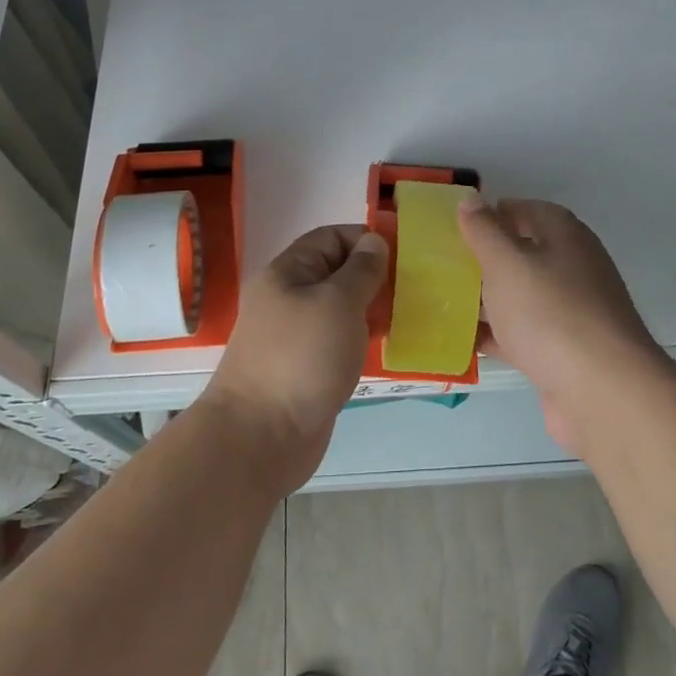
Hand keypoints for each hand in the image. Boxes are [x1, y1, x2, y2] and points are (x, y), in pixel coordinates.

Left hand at [199, 224, 387, 493]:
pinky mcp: (307, 367)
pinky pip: (339, 340)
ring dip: (372, 308)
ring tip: (409, 313)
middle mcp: (288, 298)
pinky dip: (362, 338)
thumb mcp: (338, 302)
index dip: (364, 240)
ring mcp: (296, 336)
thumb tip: (373, 241)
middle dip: (373, 275)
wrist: (261, 437)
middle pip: (336, 272)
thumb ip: (361, 270)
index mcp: (287, 273)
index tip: (403, 255)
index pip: (330, 238)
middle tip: (413, 286)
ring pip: (340, 308)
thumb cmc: (302, 358)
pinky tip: (389, 345)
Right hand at [457, 196, 670, 454]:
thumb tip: (471, 200)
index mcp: (565, 236)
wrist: (602, 392)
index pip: (526, 210)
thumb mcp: (507, 263)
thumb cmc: (550, 314)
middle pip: (523, 253)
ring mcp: (571, 312)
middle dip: (485, 258)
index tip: (455, 226)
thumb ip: (485, 231)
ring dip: (487, 298)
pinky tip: (462, 343)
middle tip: (442, 264)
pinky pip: (522, 334)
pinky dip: (496, 335)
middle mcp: (573, 268)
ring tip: (443, 301)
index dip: (492, 213)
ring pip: (521, 296)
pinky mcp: (563, 352)